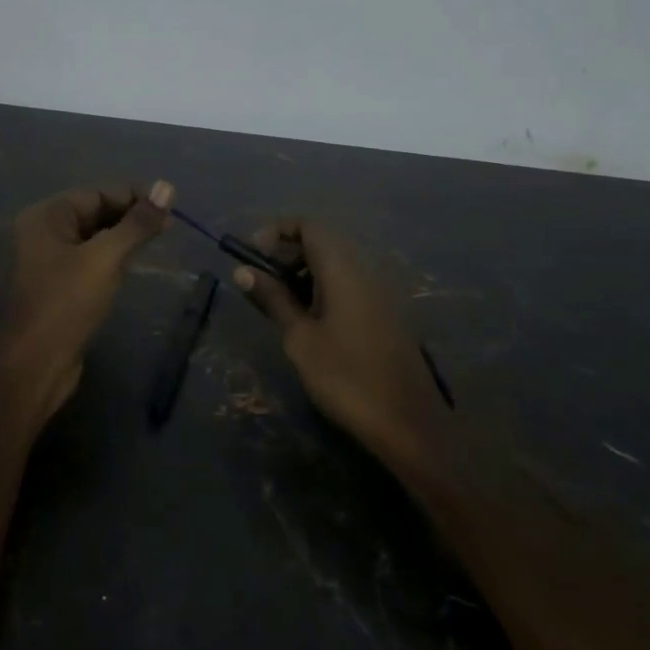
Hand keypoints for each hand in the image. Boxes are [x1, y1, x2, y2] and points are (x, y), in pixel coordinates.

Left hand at [0, 181, 174, 420]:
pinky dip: (112, 260)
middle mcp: (43, 233)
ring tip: (156, 245)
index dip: (134, 197)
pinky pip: (90, 261)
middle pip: (94, 213)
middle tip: (169, 229)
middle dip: (130, 218)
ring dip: (123, 239)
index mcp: (45, 217)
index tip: (170, 208)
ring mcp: (49, 261)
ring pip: (94, 239)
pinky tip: (132, 267)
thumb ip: (137, 223)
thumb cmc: (67, 304)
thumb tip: (167, 186)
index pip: (96, 193)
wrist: (36, 365)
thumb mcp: (106, 258)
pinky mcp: (59, 287)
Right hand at [231, 220, 448, 471]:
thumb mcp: (300, 338)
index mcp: (343, 271)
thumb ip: (273, 300)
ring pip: (333, 266)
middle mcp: (363, 272)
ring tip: (276, 302)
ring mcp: (375, 294)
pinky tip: (304, 320)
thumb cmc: (346, 377)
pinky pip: (345, 286)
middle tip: (258, 281)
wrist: (407, 423)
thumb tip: (242, 271)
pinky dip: (319, 290)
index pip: (309, 226)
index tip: (252, 255)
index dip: (277, 231)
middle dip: (285, 253)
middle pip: (322, 243)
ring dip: (301, 273)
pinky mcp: (380, 315)